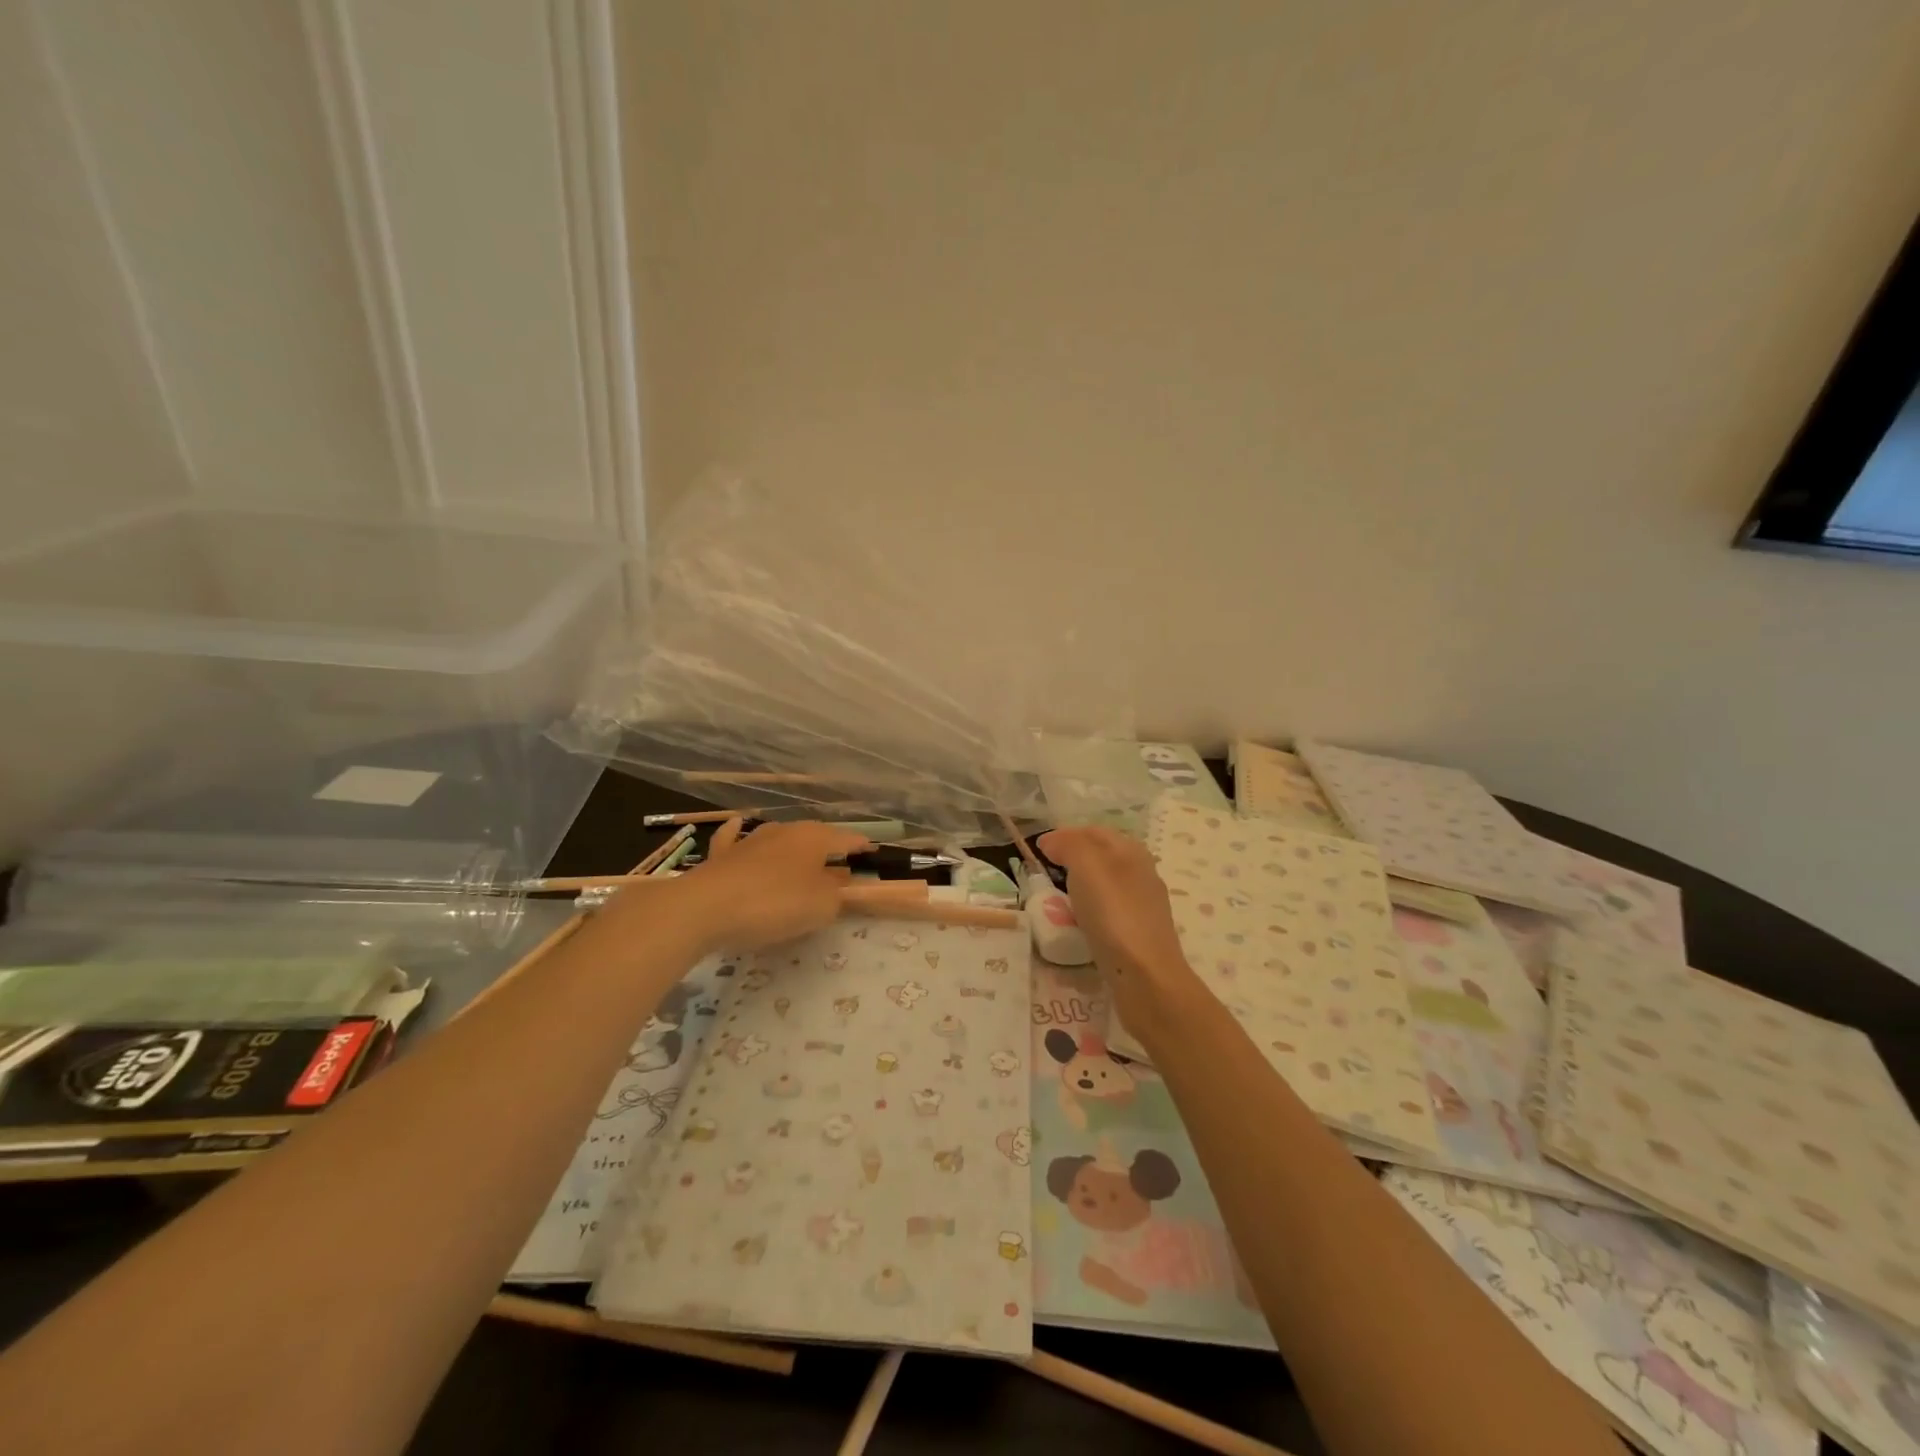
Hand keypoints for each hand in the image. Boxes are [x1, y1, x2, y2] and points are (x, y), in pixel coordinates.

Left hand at [675, 820, 869, 952]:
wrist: (706, 908)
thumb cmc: (774, 904)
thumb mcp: (820, 907)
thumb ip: (837, 896)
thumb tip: (840, 887)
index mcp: (814, 838)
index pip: (848, 839)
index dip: (862, 848)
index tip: (873, 855)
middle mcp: (785, 831)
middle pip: (814, 837)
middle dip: (828, 850)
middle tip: (838, 870)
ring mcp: (751, 839)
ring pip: (778, 837)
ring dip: (791, 848)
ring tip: (800, 861)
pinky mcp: (722, 855)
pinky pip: (735, 838)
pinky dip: (739, 833)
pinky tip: (739, 825)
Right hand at [1037, 826, 1204, 1034]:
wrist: (1146, 977)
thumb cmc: (1114, 915)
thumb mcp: (1087, 866)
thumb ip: (1069, 845)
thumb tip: (1052, 841)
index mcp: (1132, 850)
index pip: (1093, 831)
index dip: (1064, 835)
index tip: (1038, 850)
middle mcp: (1141, 872)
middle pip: (1101, 856)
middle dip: (1072, 859)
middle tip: (1045, 872)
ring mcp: (1143, 904)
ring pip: (1105, 884)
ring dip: (1080, 886)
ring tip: (1057, 898)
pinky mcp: (1138, 933)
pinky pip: (1108, 910)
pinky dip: (1089, 910)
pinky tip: (1079, 923)